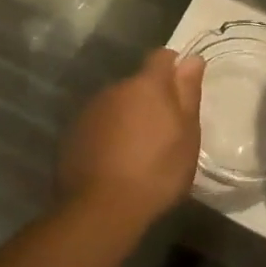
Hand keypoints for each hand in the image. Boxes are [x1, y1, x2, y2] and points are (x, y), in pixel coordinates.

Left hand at [58, 49, 203, 224]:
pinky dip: (107, 134)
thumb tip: (192, 58)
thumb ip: (188, 92)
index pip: (162, 56)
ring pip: (116, 104)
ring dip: (127, 117)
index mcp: (147, 84)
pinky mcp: (72, 134)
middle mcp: (115, 88)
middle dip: (149, 98)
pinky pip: (98, 124)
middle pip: (137, 83)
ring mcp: (90, 110)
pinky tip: (113, 161)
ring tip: (136, 150)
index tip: (181, 90)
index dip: (173, 68)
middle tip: (162, 131)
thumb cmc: (156, 171)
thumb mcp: (187, 135)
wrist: (101, 210)